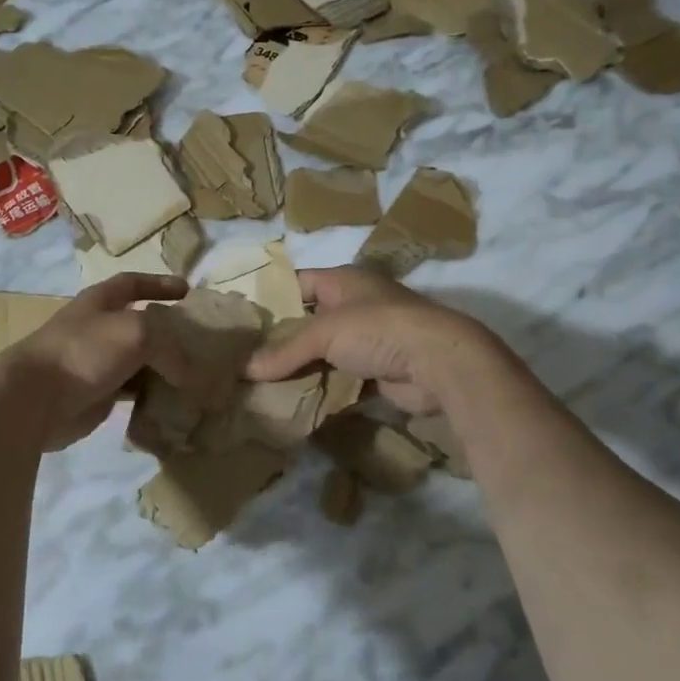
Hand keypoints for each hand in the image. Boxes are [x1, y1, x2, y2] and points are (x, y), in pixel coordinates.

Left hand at [0, 274, 196, 450]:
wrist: (36, 398)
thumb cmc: (85, 351)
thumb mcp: (137, 332)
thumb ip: (169, 345)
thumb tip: (187, 374)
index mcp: (101, 301)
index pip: (133, 283)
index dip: (159, 283)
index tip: (187, 291)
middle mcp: (99, 328)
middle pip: (141, 324)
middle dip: (169, 331)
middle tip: (201, 342)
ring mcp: (97, 362)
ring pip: (139, 360)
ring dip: (164, 366)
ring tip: (196, 374)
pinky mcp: (98, 394)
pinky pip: (133, 390)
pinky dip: (153, 393)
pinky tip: (174, 400)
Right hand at [245, 266, 493, 414]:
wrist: (438, 363)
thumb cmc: (378, 329)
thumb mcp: (324, 333)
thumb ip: (285, 351)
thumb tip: (244, 370)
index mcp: (343, 281)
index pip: (296, 284)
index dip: (270, 299)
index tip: (241, 322)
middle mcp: (355, 305)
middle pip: (308, 321)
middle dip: (281, 340)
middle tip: (244, 359)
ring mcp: (367, 339)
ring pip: (323, 352)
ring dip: (299, 368)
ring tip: (260, 384)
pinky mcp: (377, 370)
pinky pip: (339, 376)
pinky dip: (320, 386)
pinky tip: (293, 399)